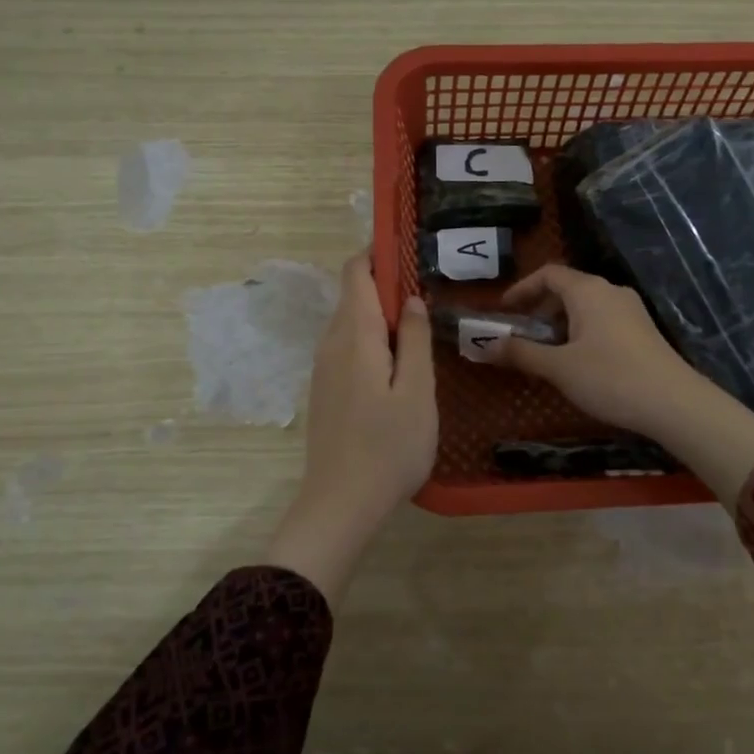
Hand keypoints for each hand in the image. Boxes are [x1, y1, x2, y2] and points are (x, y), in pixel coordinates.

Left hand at [266, 253, 435, 604]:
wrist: (340, 505)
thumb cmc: (388, 447)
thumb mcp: (416, 391)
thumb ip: (414, 339)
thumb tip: (410, 299)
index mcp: (354, 335)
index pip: (356, 272)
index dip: (378, 252)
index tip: (409, 248)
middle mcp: (331, 343)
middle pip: (354, 295)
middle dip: (387, 285)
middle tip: (429, 295)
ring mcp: (324, 369)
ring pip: (351, 323)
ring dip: (382, 316)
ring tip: (421, 329)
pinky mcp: (325, 391)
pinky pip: (348, 348)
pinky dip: (373, 340)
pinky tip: (398, 365)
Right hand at [486, 264, 753, 502]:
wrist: (674, 403)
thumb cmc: (610, 378)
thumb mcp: (558, 368)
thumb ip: (521, 353)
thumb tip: (485, 346)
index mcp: (587, 291)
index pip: (548, 274)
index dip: (521, 289)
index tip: (503, 311)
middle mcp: (610, 291)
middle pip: (567, 288)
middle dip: (539, 309)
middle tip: (521, 335)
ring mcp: (630, 309)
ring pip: (585, 306)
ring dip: (560, 323)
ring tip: (547, 353)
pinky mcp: (642, 330)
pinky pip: (602, 319)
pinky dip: (581, 331)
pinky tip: (578, 362)